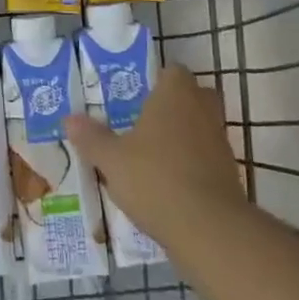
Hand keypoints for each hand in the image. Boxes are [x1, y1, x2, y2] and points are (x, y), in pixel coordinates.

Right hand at [64, 65, 246, 247]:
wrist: (208, 228)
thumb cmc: (155, 178)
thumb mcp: (111, 159)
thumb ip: (92, 137)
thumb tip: (69, 119)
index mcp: (175, 95)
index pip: (173, 71)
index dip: (157, 80)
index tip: (137, 95)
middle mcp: (202, 110)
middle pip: (194, 95)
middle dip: (175, 105)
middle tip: (146, 120)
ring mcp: (220, 142)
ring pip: (202, 126)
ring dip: (184, 136)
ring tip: (153, 154)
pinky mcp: (229, 173)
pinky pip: (207, 157)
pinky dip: (193, 163)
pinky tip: (170, 182)